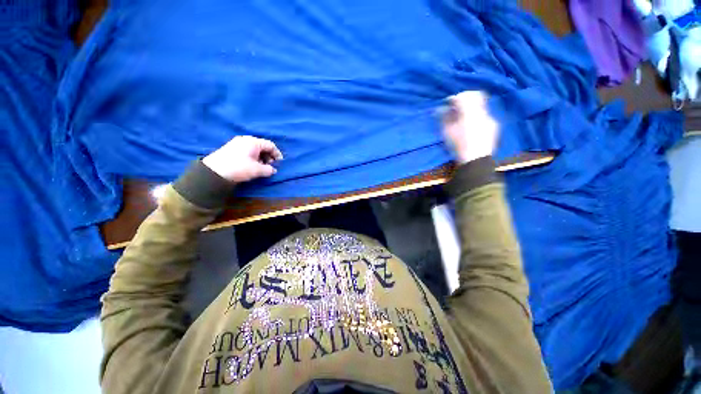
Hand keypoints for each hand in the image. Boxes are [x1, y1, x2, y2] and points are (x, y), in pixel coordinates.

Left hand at [202, 136, 282, 182]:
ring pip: (255, 149)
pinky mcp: (232, 149)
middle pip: (263, 146)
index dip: (277, 153)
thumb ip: (269, 169)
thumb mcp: (257, 170)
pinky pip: (248, 151)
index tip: (280, 163)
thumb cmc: (239, 167)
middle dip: (269, 156)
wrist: (214, 171)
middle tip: (271, 166)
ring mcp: (237, 143)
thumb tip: (273, 170)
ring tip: (262, 167)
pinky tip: (253, 165)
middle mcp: (246, 140)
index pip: (270, 145)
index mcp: (253, 142)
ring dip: (262, 158)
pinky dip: (254, 157)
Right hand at [441, 91, 499, 163]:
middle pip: (475, 96)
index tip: (448, 102)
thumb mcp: (447, 132)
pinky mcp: (493, 126)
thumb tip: (441, 109)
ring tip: (463, 115)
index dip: (454, 98)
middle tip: (456, 106)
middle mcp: (482, 112)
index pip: (463, 97)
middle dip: (465, 98)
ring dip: (471, 107)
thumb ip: (444, 118)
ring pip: (481, 105)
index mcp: (470, 112)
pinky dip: (477, 115)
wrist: (475, 160)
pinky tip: (471, 124)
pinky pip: (485, 114)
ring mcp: (490, 118)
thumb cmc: (458, 146)